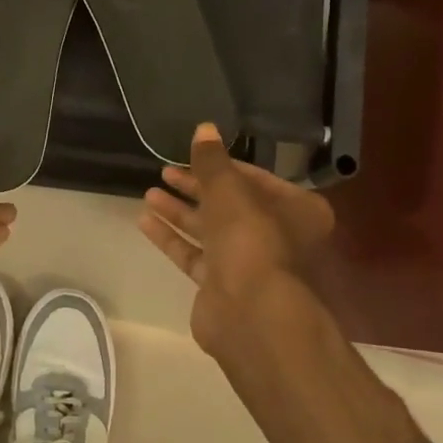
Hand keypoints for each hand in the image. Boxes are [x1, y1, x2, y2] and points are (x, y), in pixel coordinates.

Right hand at [137, 123, 334, 358]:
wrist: (252, 314)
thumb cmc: (252, 240)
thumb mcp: (230, 190)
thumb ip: (213, 161)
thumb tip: (204, 127)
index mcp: (297, 210)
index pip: (256, 179)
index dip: (222, 166)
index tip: (192, 155)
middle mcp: (277, 236)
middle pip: (230, 205)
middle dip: (197, 188)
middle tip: (165, 172)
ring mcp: (249, 264)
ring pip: (210, 231)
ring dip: (180, 211)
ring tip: (149, 193)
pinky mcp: (222, 287)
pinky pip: (195, 256)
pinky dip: (173, 238)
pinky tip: (145, 221)